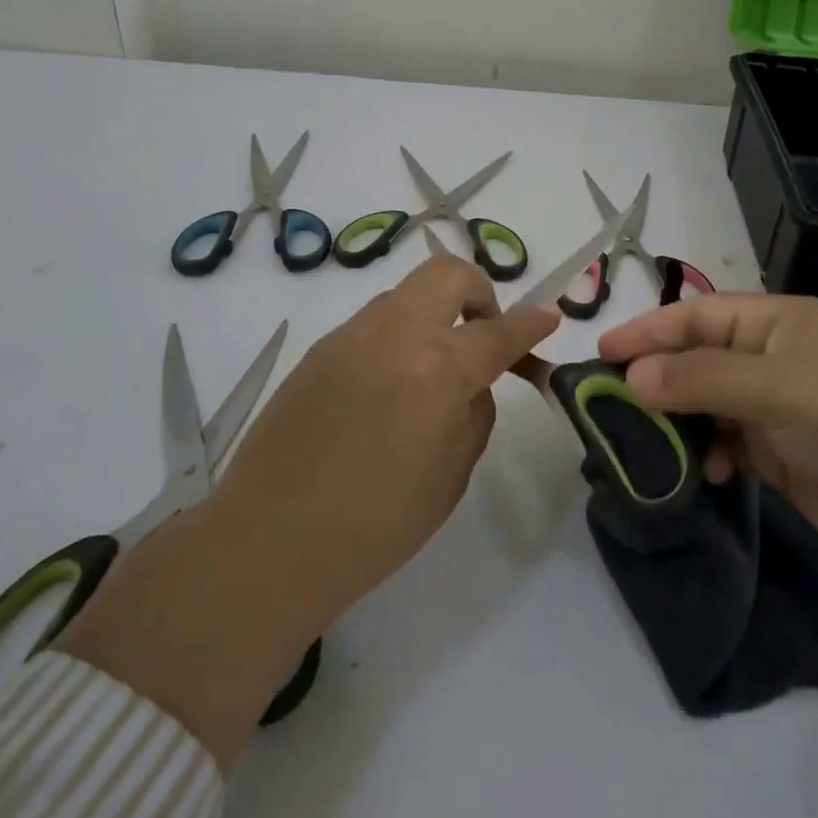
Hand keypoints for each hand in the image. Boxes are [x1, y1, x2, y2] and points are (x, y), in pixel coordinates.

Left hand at [208, 253, 559, 632]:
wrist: (268, 543)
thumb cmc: (375, 525)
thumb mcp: (451, 477)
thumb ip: (474, 414)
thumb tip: (472, 385)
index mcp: (438, 368)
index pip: (500, 331)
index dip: (531, 324)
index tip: (548, 318)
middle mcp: (395, 333)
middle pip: (448, 274)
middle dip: (479, 293)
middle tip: (481, 336)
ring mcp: (351, 334)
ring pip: (407, 294)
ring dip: (434, 314)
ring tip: (430, 368)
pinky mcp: (319, 348)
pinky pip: (374, 323)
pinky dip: (397, 336)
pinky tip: (387, 387)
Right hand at [599, 294, 817, 566]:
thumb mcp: (775, 388)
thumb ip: (700, 378)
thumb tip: (632, 375)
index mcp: (779, 322)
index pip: (700, 314)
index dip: (651, 330)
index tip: (604, 351)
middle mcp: (776, 356)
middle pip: (701, 357)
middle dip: (661, 377)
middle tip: (616, 400)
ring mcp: (779, 405)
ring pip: (710, 402)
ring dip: (684, 420)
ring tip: (656, 441)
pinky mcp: (782, 451)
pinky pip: (729, 441)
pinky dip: (712, 452)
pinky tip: (710, 471)